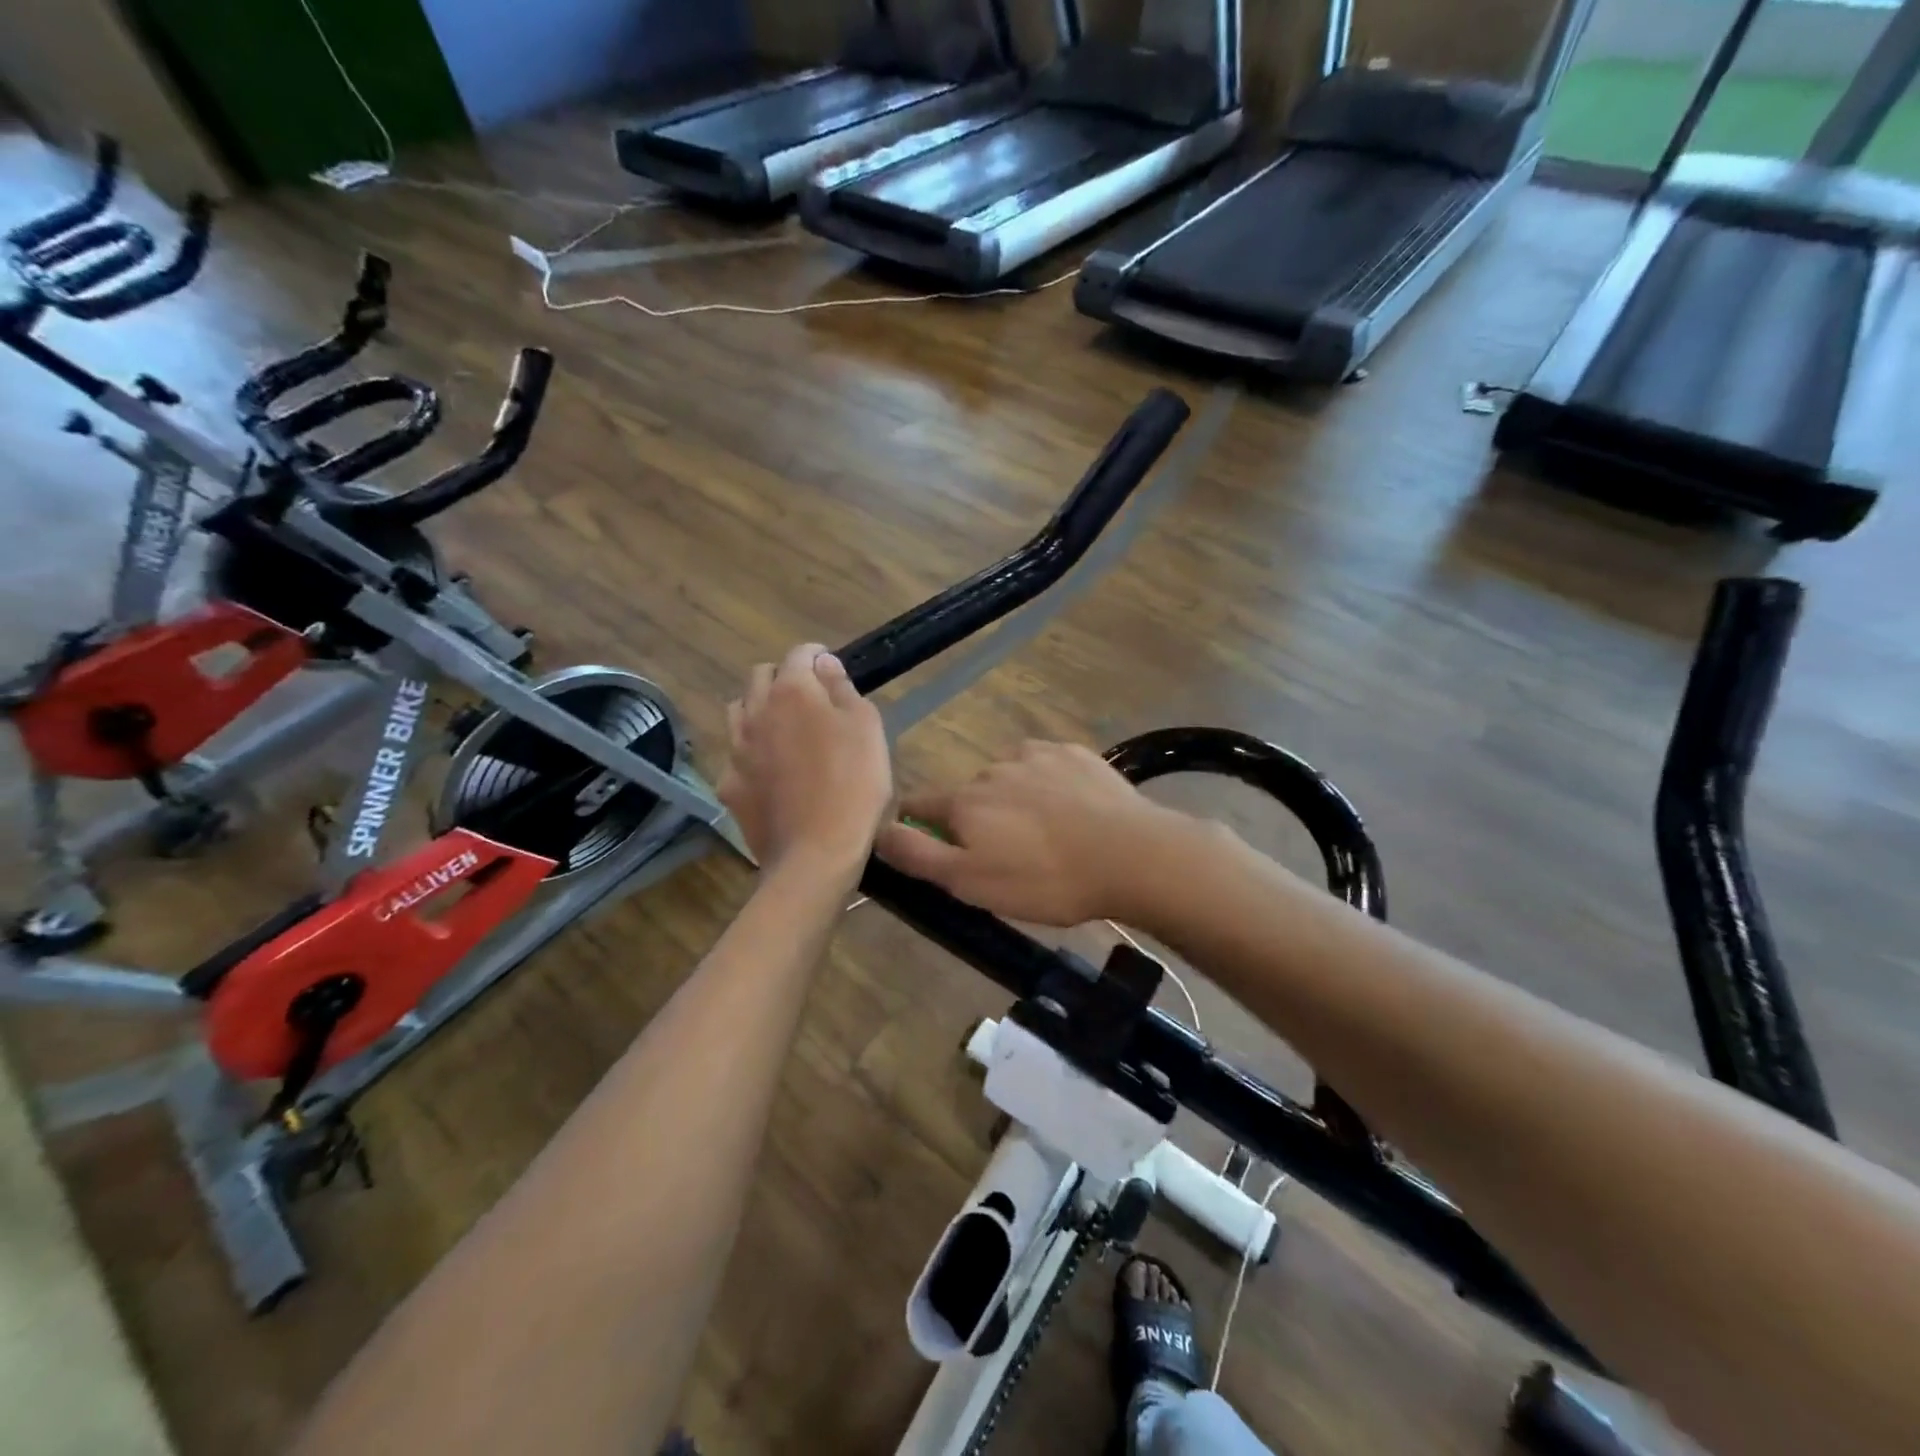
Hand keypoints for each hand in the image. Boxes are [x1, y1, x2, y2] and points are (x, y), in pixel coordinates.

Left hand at [718, 644, 890, 881]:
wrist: (815, 853)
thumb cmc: (854, 785)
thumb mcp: (867, 728)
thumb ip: (843, 689)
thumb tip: (824, 664)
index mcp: (793, 691)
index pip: (800, 653)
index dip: (818, 656)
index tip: (832, 668)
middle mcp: (756, 711)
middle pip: (761, 676)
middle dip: (784, 676)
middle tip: (811, 697)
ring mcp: (736, 749)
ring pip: (739, 710)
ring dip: (759, 708)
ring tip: (783, 728)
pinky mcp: (728, 784)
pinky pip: (735, 753)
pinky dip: (750, 751)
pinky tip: (769, 770)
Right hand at [874, 740, 1178, 926]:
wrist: (1131, 855)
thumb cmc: (1046, 879)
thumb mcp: (972, 883)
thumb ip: (919, 856)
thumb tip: (877, 831)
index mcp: (965, 801)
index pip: (921, 804)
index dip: (918, 825)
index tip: (933, 846)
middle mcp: (993, 768)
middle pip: (969, 794)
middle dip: (977, 818)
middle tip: (1008, 856)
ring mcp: (1037, 755)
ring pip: (1009, 778)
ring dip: (1015, 800)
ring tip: (1047, 836)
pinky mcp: (1075, 753)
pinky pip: (1047, 767)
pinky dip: (1049, 785)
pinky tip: (1072, 811)